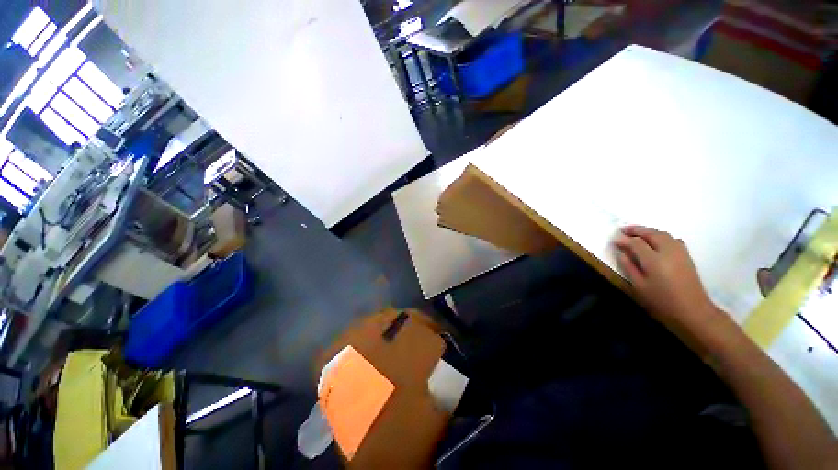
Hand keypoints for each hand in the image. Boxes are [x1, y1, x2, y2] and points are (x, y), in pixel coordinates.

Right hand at [613, 226, 723, 335]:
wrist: (693, 310)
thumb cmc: (662, 300)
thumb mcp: (639, 286)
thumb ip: (629, 267)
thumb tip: (621, 252)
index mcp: (654, 259)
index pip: (636, 243)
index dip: (623, 240)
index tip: (614, 240)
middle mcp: (668, 251)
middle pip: (651, 233)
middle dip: (636, 230)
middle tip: (623, 230)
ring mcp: (679, 252)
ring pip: (662, 234)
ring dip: (648, 231)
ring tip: (637, 234)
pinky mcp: (686, 255)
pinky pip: (671, 239)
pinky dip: (660, 236)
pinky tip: (656, 242)